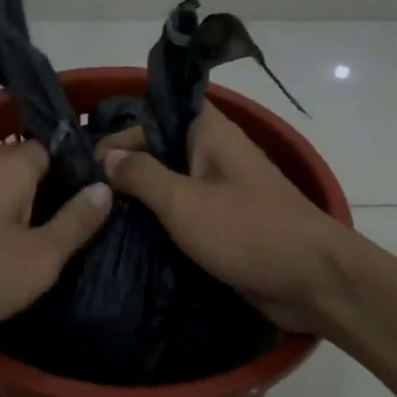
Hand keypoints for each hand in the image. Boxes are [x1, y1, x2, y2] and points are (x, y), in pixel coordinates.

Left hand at [0, 141, 110, 351]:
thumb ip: (76, 222)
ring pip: (12, 199)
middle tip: (96, 225)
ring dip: (35, 218)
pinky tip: (25, 262)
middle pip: (35, 173)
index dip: (85, 167)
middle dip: (62, 195)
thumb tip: (105, 187)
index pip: (58, 147)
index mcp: (13, 165)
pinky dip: (9, 235)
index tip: (113, 191)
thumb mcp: (40, 255)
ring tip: (68, 246)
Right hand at [103, 106, 354, 334]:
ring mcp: (220, 189)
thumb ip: (142, 174)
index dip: (120, 134)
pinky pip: (183, 213)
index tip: (86, 165)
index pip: (154, 116)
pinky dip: (159, 221)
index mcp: (210, 133)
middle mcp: (214, 153)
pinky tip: (127, 237)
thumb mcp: (184, 202)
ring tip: (97, 217)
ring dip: (140, 198)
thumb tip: (107, 156)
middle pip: (159, 149)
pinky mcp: (223, 223)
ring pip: (169, 183)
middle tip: (84, 196)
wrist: (312, 281)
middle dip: (124, 168)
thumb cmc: (248, 232)